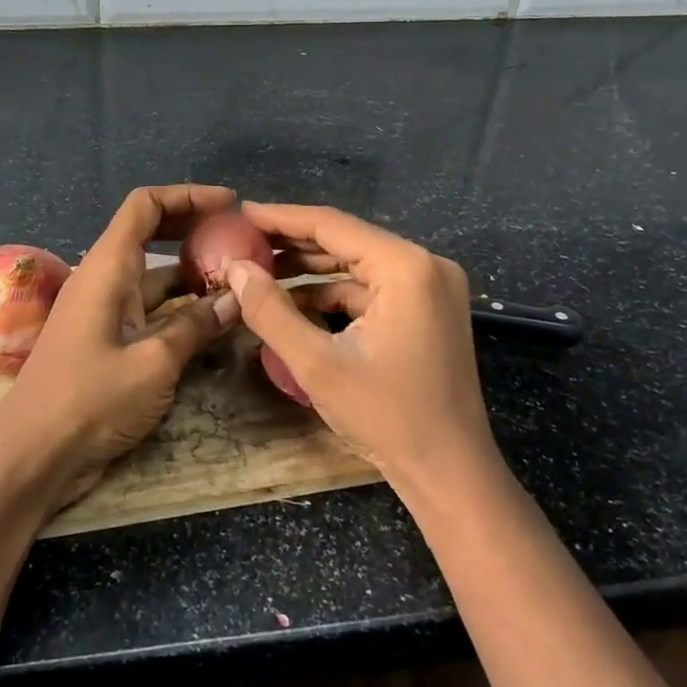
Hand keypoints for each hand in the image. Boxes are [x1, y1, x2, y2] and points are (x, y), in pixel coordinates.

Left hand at [0, 184, 239, 509]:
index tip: (230, 204)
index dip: (187, 196)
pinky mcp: (109, 341)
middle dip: (194, 229)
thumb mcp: (153, 362)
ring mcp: (105, 311)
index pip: (145, 206)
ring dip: (192, 273)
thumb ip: (195, 326)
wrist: (32, 455)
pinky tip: (212, 320)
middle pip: (150, 234)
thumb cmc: (89, 400)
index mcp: (107, 267)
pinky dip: (180, 307)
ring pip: (154, 276)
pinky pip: (149, 309)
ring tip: (239, 278)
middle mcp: (105, 279)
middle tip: (240, 239)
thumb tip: (235, 299)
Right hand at [223, 202, 492, 489]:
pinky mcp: (428, 308)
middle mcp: (424, 264)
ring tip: (260, 270)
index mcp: (405, 267)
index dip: (280, 218)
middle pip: (346, 239)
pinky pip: (372, 287)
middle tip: (242, 242)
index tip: (239, 213)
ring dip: (311, 269)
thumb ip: (270, 310)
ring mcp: (431, 286)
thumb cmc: (387, 418)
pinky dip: (334, 293)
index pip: (332, 225)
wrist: (451, 473)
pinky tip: (295, 303)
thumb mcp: (316, 365)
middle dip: (292, 243)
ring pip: (357, 263)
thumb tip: (235, 269)